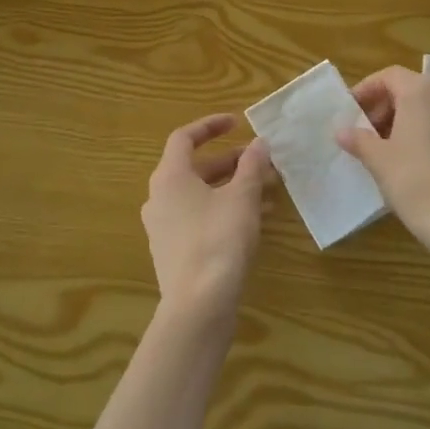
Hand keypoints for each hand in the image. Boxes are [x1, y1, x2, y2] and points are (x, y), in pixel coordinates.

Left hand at [142, 114, 270, 327]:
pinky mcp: (173, 251)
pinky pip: (199, 218)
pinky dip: (224, 210)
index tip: (237, 122)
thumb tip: (259, 143)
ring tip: (269, 190)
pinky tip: (256, 220)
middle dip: (231, 161)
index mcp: (169, 177)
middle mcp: (159, 197)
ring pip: (200, 195)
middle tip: (261, 161)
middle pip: (195, 168)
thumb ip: (251, 166)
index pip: (184, 138)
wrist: (198, 306)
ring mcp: (163, 226)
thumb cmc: (219, 240)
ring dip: (232, 187)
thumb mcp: (242, 198)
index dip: (211, 125)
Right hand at [336, 66, 429, 263]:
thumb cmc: (416, 185)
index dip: (368, 90)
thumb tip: (343, 131)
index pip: (390, 76)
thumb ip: (359, 140)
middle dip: (391, 107)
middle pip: (416, 90)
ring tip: (400, 151)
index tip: (354, 112)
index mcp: (423, 93)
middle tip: (373, 134)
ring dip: (416, 121)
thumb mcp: (379, 162)